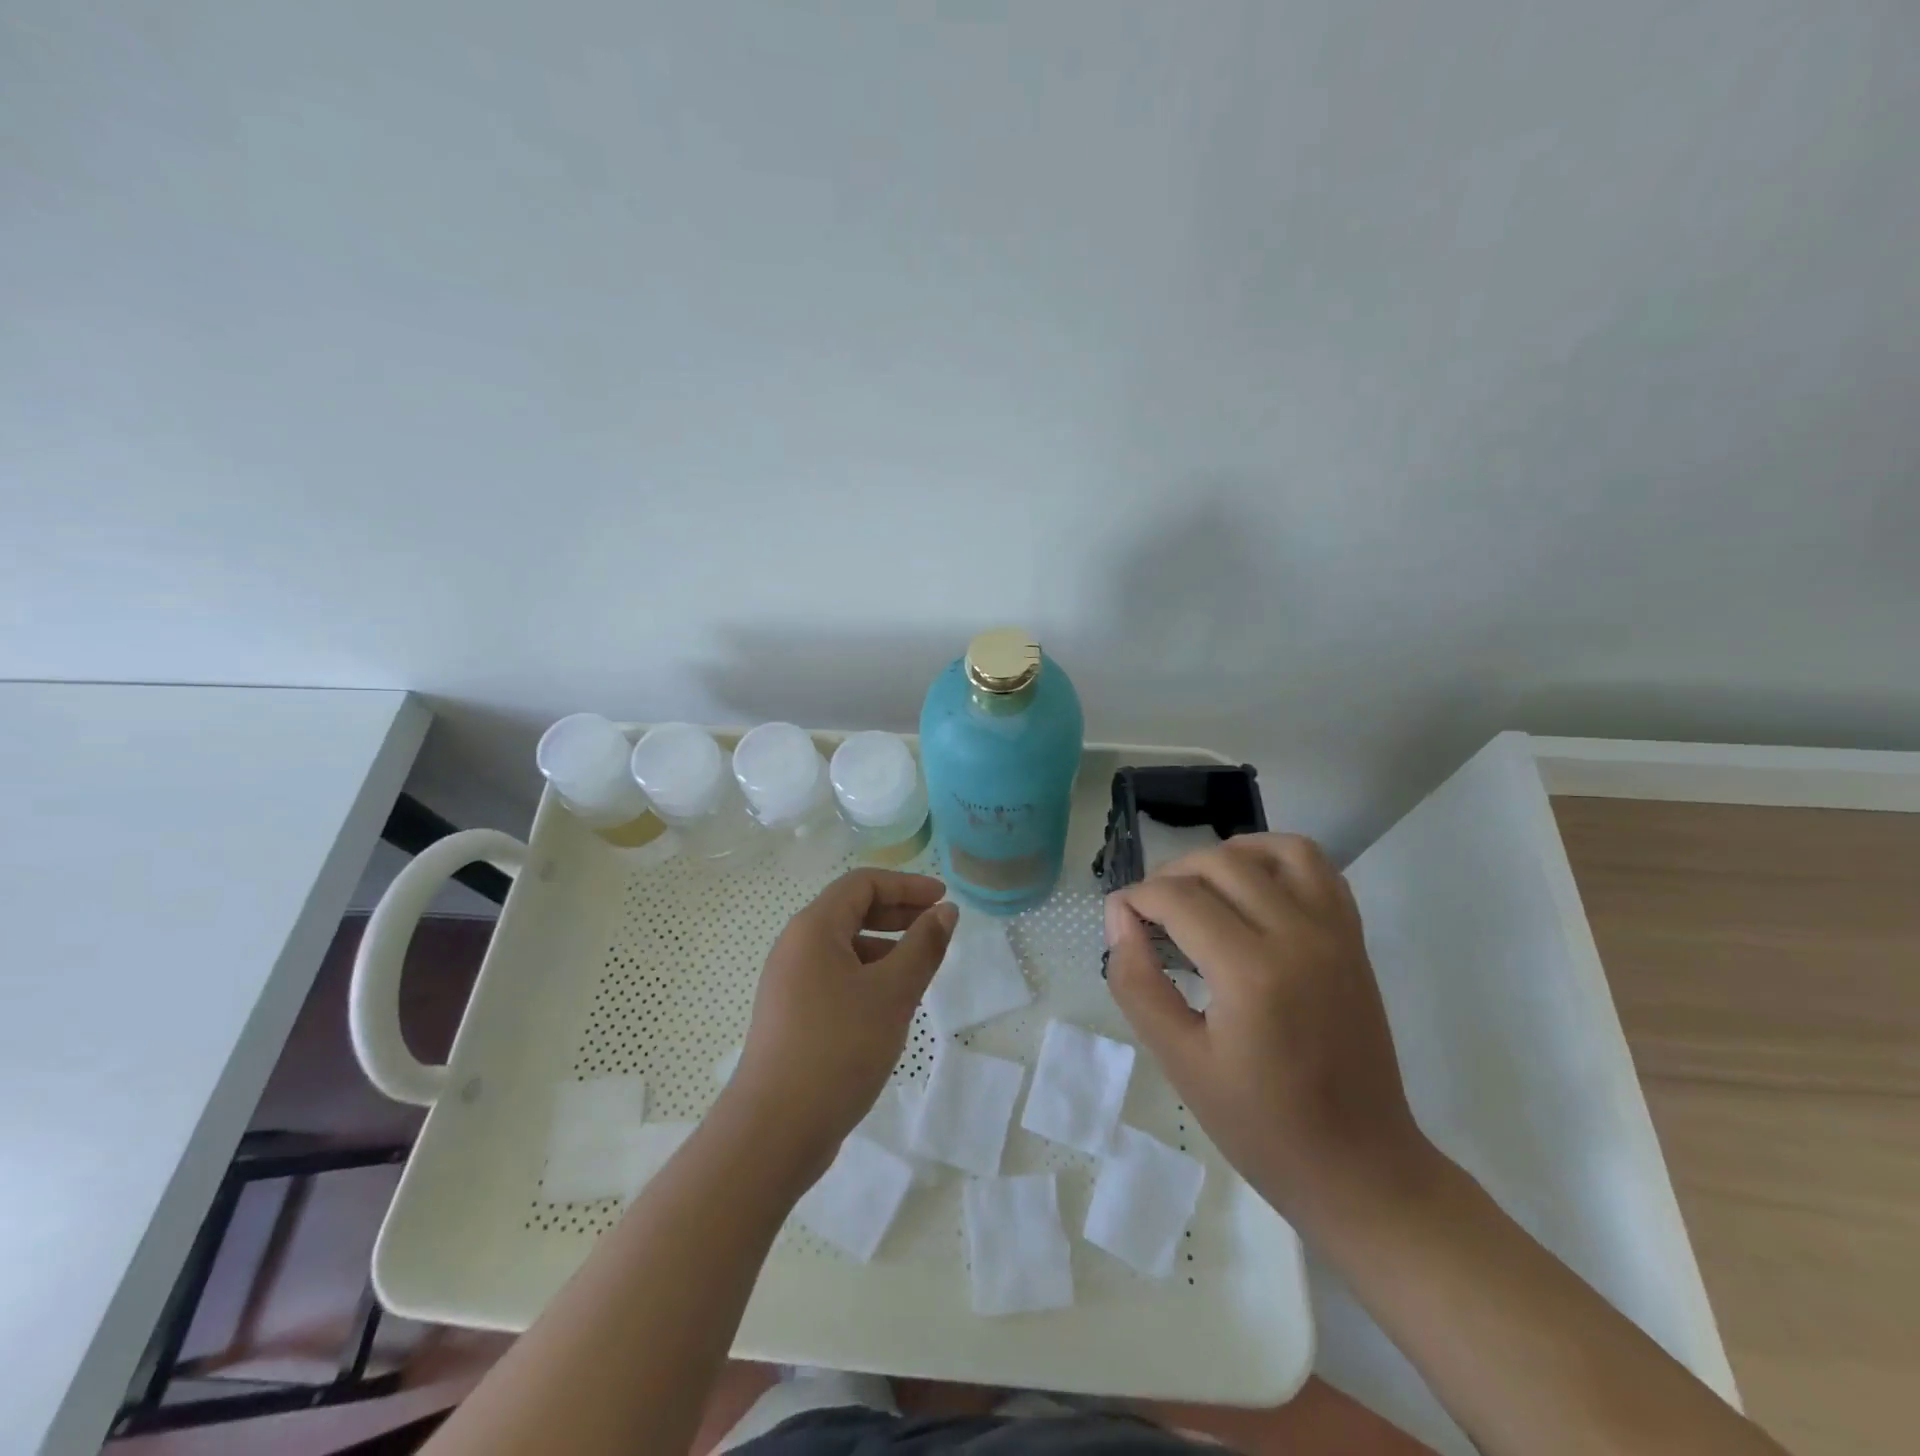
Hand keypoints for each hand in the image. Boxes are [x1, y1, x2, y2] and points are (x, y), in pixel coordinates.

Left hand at [723, 869, 957, 1174]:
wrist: (774, 1130)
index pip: (862, 883)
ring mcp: (790, 982)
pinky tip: (891, 1003)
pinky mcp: (792, 1014)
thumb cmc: (838, 1048)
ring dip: (886, 946)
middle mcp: (796, 946)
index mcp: (814, 929)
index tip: (943, 899)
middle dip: (898, 912)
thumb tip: (945, 911)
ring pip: (845, 947)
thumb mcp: (892, 993)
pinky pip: (836, 976)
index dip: (906, 884)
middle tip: (938, 926)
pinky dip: (868, 975)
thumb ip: (923, 946)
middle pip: (851, 910)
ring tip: (921, 968)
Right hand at [1105, 833, 1431, 1224]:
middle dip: (1171, 874)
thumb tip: (1118, 918)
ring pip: (1274, 850)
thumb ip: (1137, 982)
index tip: (1119, 918)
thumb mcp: (1180, 1061)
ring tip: (1199, 888)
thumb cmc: (1262, 1126)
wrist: (1360, 1166)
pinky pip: (1317, 867)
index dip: (1136, 898)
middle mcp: (1298, 936)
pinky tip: (1251, 886)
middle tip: (1149, 911)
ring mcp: (1334, 932)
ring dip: (1225, 855)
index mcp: (1251, 973)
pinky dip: (1276, 857)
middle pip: (1220, 864)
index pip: (1178, 899)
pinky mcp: (1353, 938)